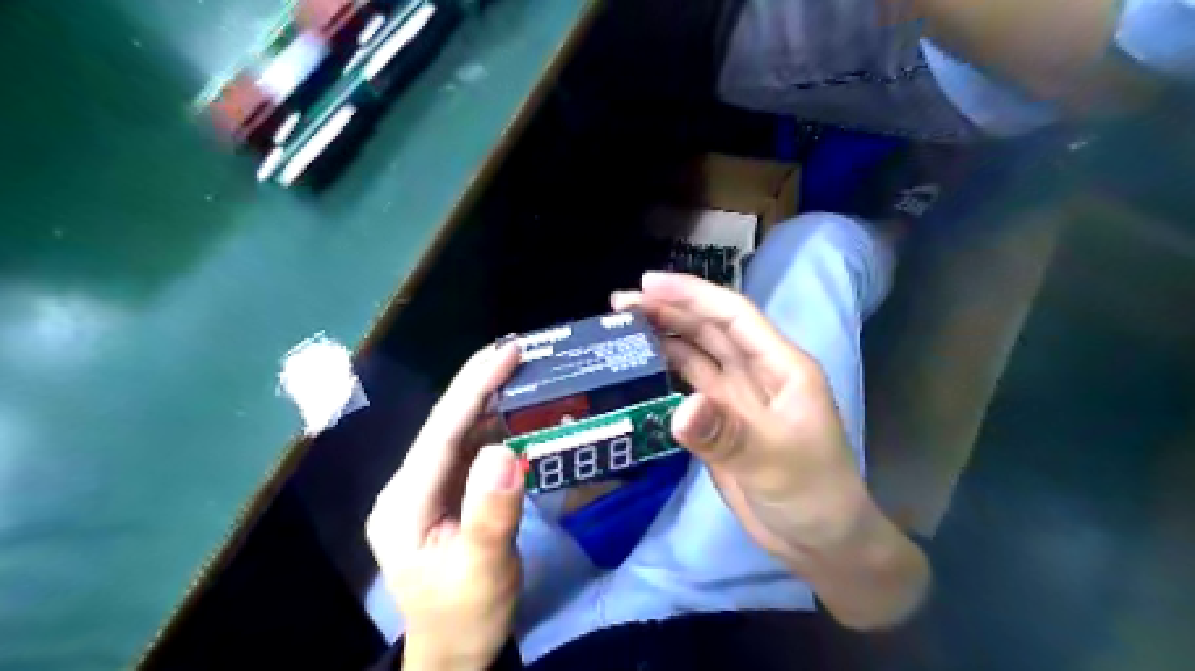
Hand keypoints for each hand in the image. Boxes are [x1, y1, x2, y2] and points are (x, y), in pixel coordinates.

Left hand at [370, 343, 523, 666]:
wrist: (453, 652)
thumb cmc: (466, 615)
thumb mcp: (483, 570)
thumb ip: (491, 512)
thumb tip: (504, 449)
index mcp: (405, 502)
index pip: (442, 433)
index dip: (474, 388)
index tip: (507, 352)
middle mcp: (408, 487)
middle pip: (446, 425)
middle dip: (479, 384)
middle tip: (518, 350)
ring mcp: (424, 491)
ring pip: (458, 434)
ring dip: (488, 401)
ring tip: (521, 371)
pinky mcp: (443, 496)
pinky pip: (468, 452)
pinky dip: (493, 427)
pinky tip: (514, 413)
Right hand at [610, 270, 928, 629]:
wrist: (819, 542)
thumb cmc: (813, 494)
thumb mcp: (775, 462)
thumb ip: (727, 435)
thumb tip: (680, 409)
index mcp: (779, 366)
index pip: (732, 316)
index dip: (692, 295)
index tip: (648, 284)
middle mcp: (755, 373)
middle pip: (707, 330)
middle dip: (667, 311)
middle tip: (619, 304)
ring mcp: (734, 399)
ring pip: (694, 356)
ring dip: (661, 338)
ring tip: (620, 327)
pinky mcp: (718, 424)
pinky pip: (686, 388)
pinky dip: (663, 373)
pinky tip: (637, 366)